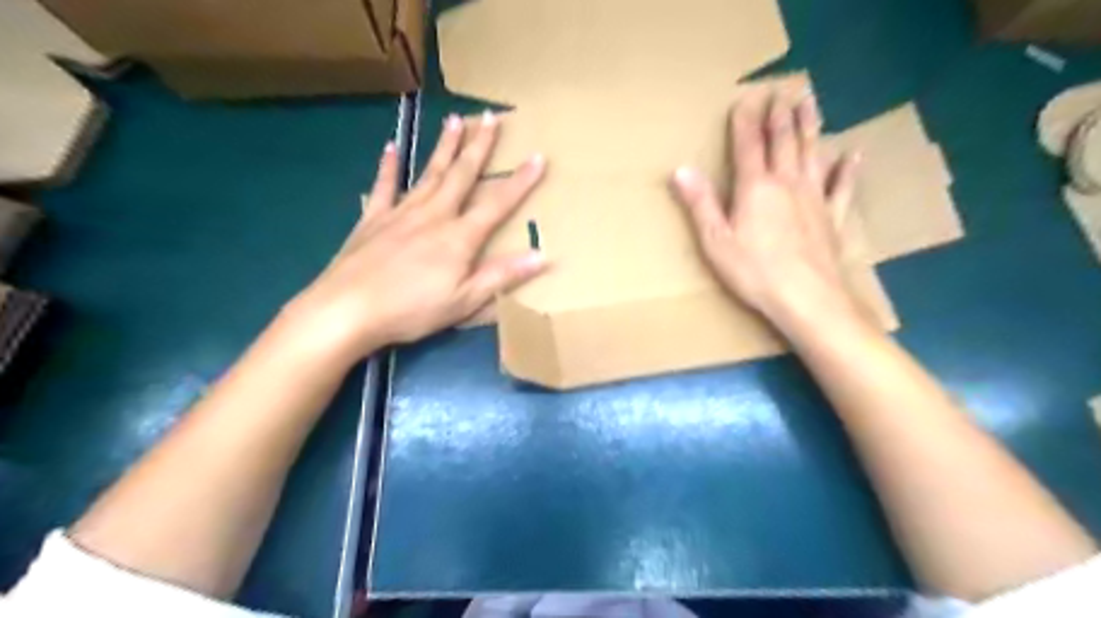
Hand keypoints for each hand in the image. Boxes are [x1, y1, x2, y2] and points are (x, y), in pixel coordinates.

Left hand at [281, 112, 545, 365]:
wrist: (347, 310)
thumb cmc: (411, 310)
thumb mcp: (465, 301)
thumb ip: (502, 276)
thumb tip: (542, 255)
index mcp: (459, 237)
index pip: (497, 204)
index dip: (520, 181)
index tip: (538, 157)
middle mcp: (433, 215)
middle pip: (460, 175)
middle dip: (479, 146)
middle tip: (491, 116)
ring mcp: (400, 213)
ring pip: (428, 173)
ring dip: (444, 146)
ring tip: (455, 120)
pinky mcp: (372, 220)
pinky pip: (383, 186)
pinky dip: (388, 166)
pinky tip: (391, 147)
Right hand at [672, 87, 869, 332]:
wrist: (807, 298)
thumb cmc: (754, 271)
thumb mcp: (716, 240)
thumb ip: (700, 203)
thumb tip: (681, 169)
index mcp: (756, 188)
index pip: (748, 146)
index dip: (745, 121)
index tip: (745, 98)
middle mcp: (787, 183)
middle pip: (784, 141)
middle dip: (781, 115)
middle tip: (783, 90)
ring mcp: (815, 198)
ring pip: (813, 153)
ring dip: (810, 126)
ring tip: (811, 102)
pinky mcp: (832, 217)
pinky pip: (842, 187)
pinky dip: (847, 170)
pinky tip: (852, 155)